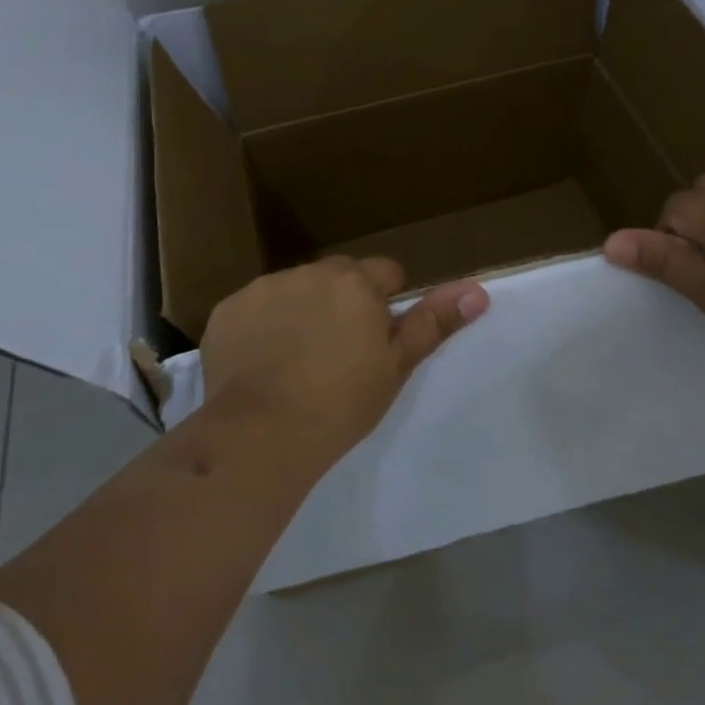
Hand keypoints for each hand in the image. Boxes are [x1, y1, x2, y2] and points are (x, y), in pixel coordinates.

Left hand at [200, 256, 488, 460]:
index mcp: (355, 282)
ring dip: (301, 310)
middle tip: (338, 352)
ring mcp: (264, 287)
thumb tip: (477, 289)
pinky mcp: (227, 309)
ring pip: (295, 290)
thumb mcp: (395, 366)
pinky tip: (260, 363)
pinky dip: (261, 326)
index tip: (376, 340)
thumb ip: (434, 322)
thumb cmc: (341, 403)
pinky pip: (255, 308)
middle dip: (342, 301)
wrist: (262, 432)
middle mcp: (309, 272)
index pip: (384, 273)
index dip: (385, 304)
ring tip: (296, 361)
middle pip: (337, 277)